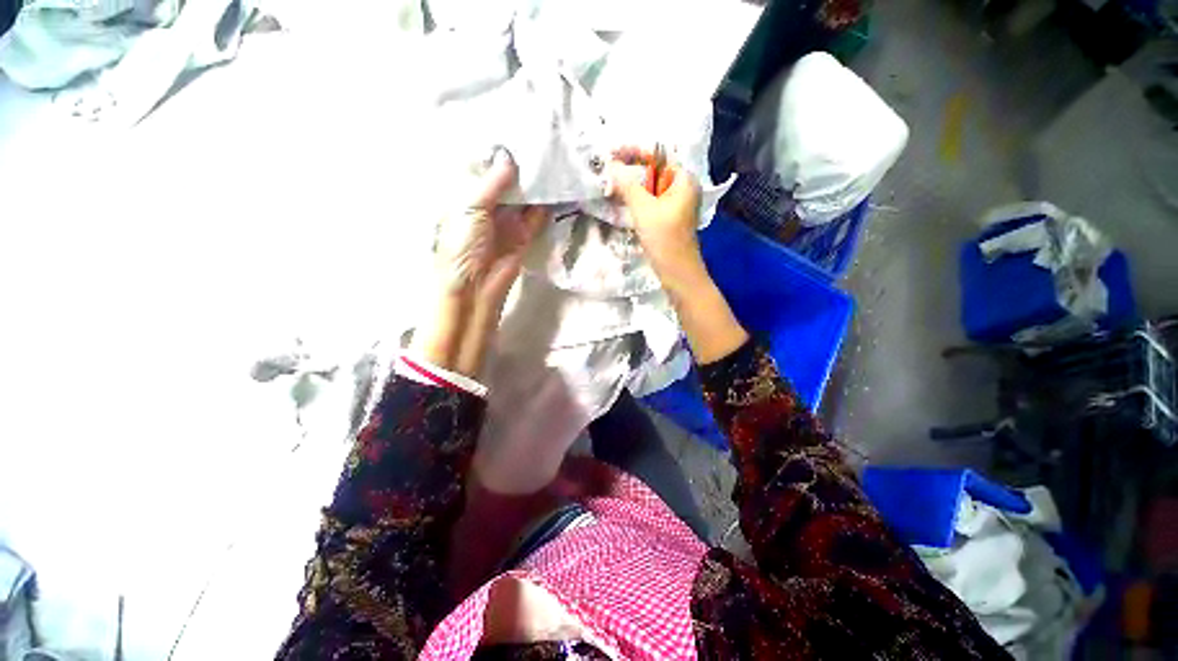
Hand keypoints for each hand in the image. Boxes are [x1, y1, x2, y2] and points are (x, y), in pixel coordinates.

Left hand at [434, 149, 548, 304]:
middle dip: (521, 165)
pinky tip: (558, 187)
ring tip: (553, 158)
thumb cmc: (463, 245)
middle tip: (539, 139)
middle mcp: (489, 205)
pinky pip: (537, 216)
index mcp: (468, 195)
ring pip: (525, 197)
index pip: (483, 168)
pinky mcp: (525, 234)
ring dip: (536, 184)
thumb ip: (492, 183)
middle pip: (508, 181)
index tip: (513, 129)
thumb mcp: (471, 208)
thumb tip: (508, 155)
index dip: (496, 152)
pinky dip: (547, 205)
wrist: (477, 286)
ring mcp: (509, 220)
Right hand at [608, 149, 705, 294]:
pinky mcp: (670, 217)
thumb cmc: (663, 237)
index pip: (657, 155)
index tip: (611, 153)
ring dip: (632, 184)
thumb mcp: (643, 208)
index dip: (633, 152)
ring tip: (611, 183)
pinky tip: (623, 199)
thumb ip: (627, 184)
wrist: (677, 271)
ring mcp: (677, 203)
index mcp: (683, 179)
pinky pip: (652, 199)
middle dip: (631, 168)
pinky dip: (638, 197)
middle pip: (654, 169)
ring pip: (652, 186)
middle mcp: (683, 187)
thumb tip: (612, 166)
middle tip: (609, 169)